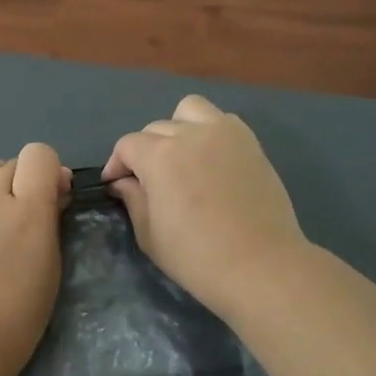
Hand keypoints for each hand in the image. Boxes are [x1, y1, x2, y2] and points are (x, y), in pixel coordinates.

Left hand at [0, 143, 70, 375]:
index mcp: (28, 210)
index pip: (40, 155)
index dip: (49, 169)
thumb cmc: (19, 315)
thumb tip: (52, 192)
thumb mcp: (51, 266)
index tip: (52, 194)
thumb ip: (51, 221)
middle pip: (10, 163)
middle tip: (23, 211)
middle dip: (23, 181)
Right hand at [103, 95, 308, 322]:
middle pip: (155, 128)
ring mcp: (225, 134)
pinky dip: (209, 132)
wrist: (261, 266)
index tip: (115, 185)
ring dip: (177, 127)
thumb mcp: (149, 235)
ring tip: (180, 157)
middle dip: (144, 151)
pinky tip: (209, 160)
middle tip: (148, 181)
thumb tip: (124, 182)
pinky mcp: (250, 143)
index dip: (116, 165)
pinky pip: (222, 121)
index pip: (127, 145)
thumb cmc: (197, 257)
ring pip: (189, 110)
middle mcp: (190, 134)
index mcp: (160, 156)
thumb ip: (133, 200)